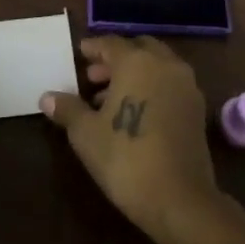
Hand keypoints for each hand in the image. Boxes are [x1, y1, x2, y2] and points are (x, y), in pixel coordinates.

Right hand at [40, 35, 220, 243]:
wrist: (180, 199)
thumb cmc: (126, 159)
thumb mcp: (86, 134)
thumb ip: (68, 109)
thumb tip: (47, 97)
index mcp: (137, 62)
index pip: (110, 44)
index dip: (93, 48)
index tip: (80, 54)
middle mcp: (165, 64)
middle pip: (138, 49)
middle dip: (115, 59)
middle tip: (93, 76)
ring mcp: (186, 85)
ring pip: (157, 66)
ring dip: (134, 73)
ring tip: (108, 99)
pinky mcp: (197, 108)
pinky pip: (170, 84)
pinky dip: (152, 87)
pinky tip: (135, 112)